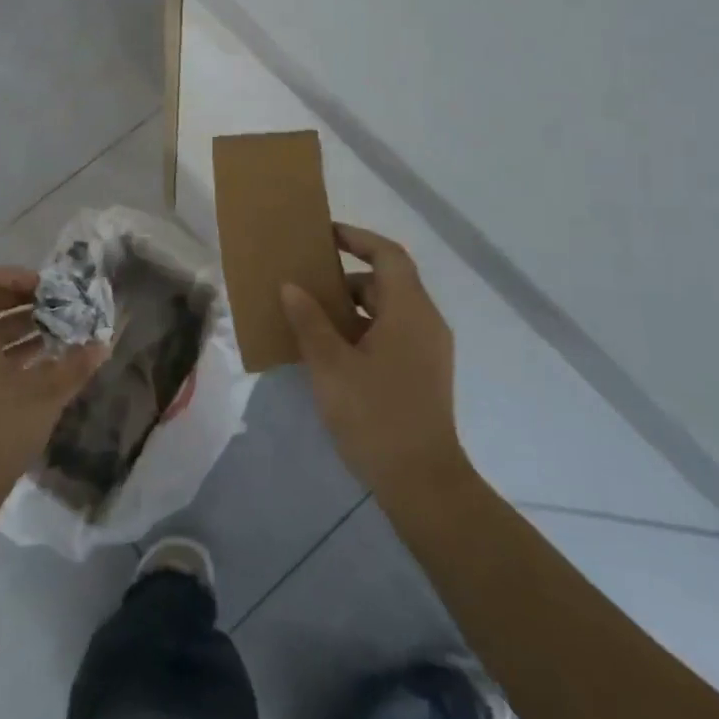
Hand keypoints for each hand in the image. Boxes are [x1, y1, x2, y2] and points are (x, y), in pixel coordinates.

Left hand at [0, 266, 106, 510]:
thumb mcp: (44, 394)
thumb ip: (74, 365)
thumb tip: (102, 345)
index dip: (16, 277)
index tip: (47, 290)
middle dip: (22, 303)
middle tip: (56, 311)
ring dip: (17, 329)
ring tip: (55, 337)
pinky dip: (4, 352)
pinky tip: (37, 367)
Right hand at [281, 224, 464, 494]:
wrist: (422, 483)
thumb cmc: (375, 415)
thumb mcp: (330, 365)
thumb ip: (309, 321)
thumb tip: (291, 286)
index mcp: (410, 311)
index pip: (388, 254)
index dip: (357, 238)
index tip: (324, 235)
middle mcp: (426, 322)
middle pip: (387, 281)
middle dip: (346, 276)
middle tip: (307, 281)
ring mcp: (428, 350)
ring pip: (388, 310)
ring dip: (352, 306)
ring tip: (311, 316)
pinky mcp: (423, 373)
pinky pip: (392, 333)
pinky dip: (362, 329)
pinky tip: (331, 349)